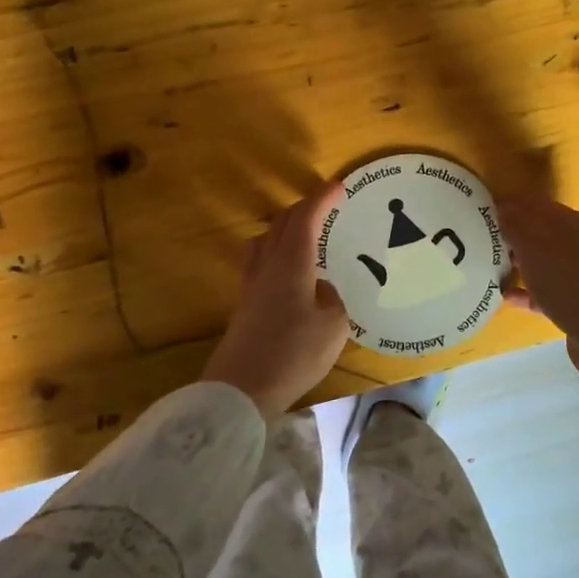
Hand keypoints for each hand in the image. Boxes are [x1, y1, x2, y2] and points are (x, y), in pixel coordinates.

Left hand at [203, 184, 349, 417]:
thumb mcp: (333, 327)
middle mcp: (267, 267)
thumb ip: (332, 300)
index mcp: (291, 264)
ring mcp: (251, 287)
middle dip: (302, 209)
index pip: (305, 219)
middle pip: (280, 225)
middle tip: (324, 207)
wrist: (240, 390)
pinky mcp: (244, 307)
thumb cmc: (293, 353)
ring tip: (302, 235)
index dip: (321, 200)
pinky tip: (290, 274)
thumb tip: (322, 290)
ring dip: (283, 229)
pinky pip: (260, 264)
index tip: (338, 186)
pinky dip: (277, 253)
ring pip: (264, 242)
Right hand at [496, 195, 578, 376]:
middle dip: (513, 234)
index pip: (538, 205)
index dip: (511, 205)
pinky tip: (505, 296)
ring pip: (543, 262)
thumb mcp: (536, 248)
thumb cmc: (568, 284)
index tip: (482, 212)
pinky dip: (526, 291)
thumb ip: (518, 225)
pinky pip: (545, 291)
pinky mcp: (576, 303)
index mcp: (575, 224)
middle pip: (541, 233)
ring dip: (519, 262)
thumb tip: (503, 209)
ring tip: (489, 265)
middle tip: (482, 239)